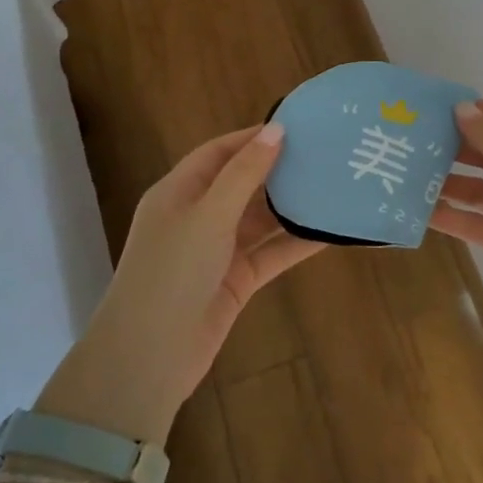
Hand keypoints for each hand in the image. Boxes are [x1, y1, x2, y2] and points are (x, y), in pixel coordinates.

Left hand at [51, 124, 321, 440]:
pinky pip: (271, 254)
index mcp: (178, 193)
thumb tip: (276, 130)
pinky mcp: (236, 280)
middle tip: (323, 155)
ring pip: (260, 220)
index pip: (218, 153)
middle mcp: (197, 217)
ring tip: (332, 187)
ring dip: (291, 207)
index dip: (253, 137)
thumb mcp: (209, 214)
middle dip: (278, 170)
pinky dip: (296, 244)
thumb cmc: (173, 272)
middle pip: (242, 184)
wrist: (150, 355)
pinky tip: (329, 233)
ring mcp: (217, 251)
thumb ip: (245, 173)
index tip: (296, 127)